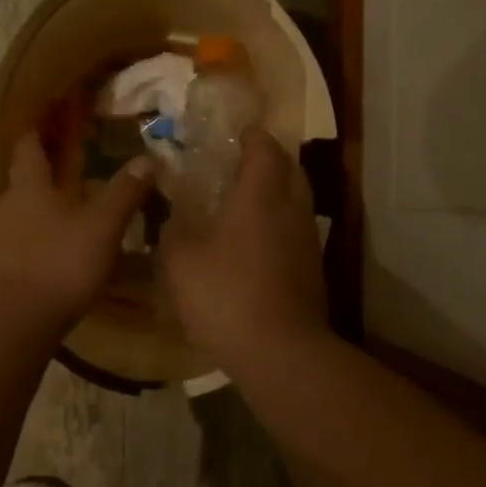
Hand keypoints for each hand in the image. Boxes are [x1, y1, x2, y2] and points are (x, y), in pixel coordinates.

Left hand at [0, 131, 154, 331]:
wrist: (14, 322)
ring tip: (74, 209)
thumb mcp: (102, 227)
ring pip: (25, 212)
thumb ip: (124, 193)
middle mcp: (8, 206)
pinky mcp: (1, 269)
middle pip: (25, 179)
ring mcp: (0, 239)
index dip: (39, 130)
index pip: (29, 146)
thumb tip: (147, 159)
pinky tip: (62, 250)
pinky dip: (42, 237)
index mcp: (29, 186)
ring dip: (46, 207)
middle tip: (76, 165)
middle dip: (48, 171)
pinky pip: (23, 241)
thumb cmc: (59, 263)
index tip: (51, 118)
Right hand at [160, 128, 328, 369]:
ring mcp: (308, 241)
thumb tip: (172, 213)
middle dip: (269, 161)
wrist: (280, 351)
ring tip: (244, 205)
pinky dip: (278, 226)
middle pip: (290, 169)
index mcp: (261, 195)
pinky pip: (296, 232)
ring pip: (296, 202)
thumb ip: (173, 229)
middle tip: (239, 166)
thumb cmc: (225, 295)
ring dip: (275, 195)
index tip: (235, 135)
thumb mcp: (181, 260)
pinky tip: (254, 245)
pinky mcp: (313, 270)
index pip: (265, 148)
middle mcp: (292, 209)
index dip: (251, 136)